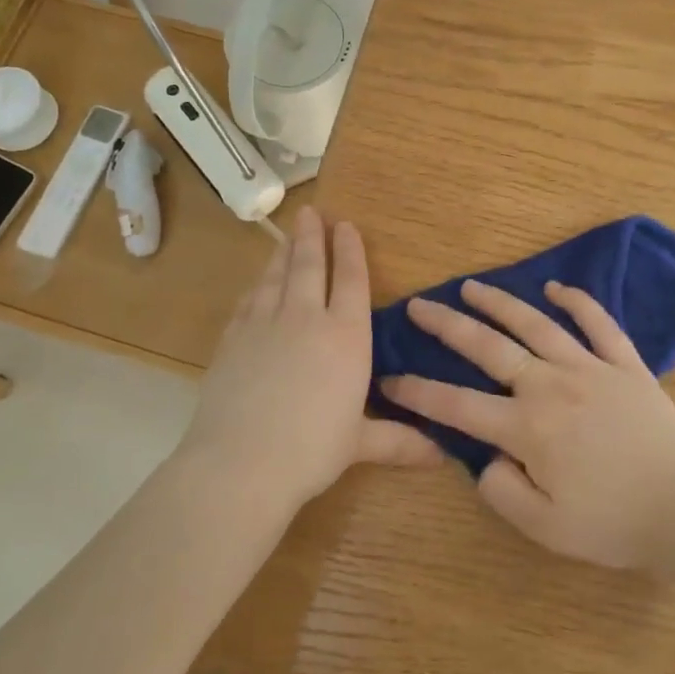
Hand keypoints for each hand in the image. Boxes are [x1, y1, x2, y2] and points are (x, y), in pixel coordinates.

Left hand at [178, 207, 439, 519]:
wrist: (241, 462)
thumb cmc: (312, 450)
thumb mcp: (360, 444)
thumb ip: (399, 440)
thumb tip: (442, 454)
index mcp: (346, 337)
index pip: (351, 281)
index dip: (350, 251)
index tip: (346, 226)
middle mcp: (306, 319)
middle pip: (309, 266)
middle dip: (312, 236)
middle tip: (311, 212)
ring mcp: (264, 325)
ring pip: (276, 277)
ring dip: (283, 253)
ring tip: (287, 235)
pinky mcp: (232, 340)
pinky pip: (248, 301)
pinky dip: (256, 286)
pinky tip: (257, 285)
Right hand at [380, 279, 674, 568]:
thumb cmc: (613, 523)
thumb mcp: (545, 528)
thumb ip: (502, 492)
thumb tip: (486, 459)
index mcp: (527, 428)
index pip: (457, 406)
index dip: (418, 392)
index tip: (389, 378)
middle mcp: (551, 386)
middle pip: (489, 348)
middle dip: (448, 325)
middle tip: (419, 304)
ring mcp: (590, 368)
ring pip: (536, 325)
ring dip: (500, 302)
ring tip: (472, 286)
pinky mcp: (626, 364)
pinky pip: (599, 323)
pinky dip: (578, 301)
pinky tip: (556, 288)